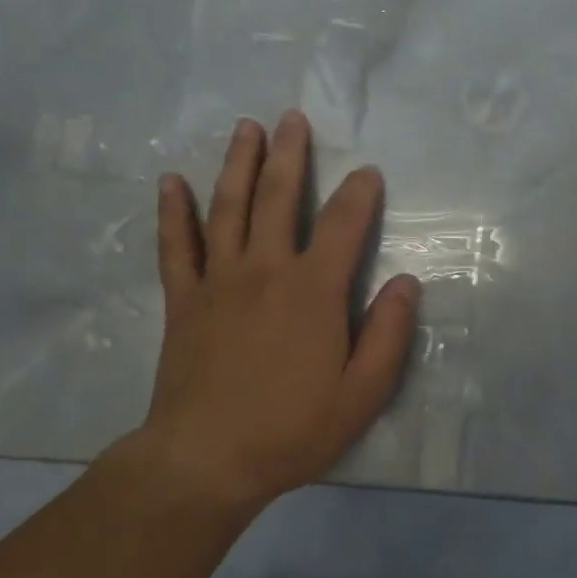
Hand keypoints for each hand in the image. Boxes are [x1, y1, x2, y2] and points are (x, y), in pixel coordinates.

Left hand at [127, 110, 421, 511]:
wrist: (206, 460)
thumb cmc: (293, 429)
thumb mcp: (363, 393)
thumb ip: (389, 334)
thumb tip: (405, 282)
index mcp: (313, 290)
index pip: (344, 224)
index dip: (359, 193)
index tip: (368, 172)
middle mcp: (266, 269)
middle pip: (279, 197)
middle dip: (290, 154)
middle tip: (293, 117)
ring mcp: (218, 280)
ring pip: (228, 207)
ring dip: (239, 164)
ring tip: (247, 128)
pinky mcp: (183, 299)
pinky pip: (176, 245)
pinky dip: (173, 211)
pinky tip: (171, 181)